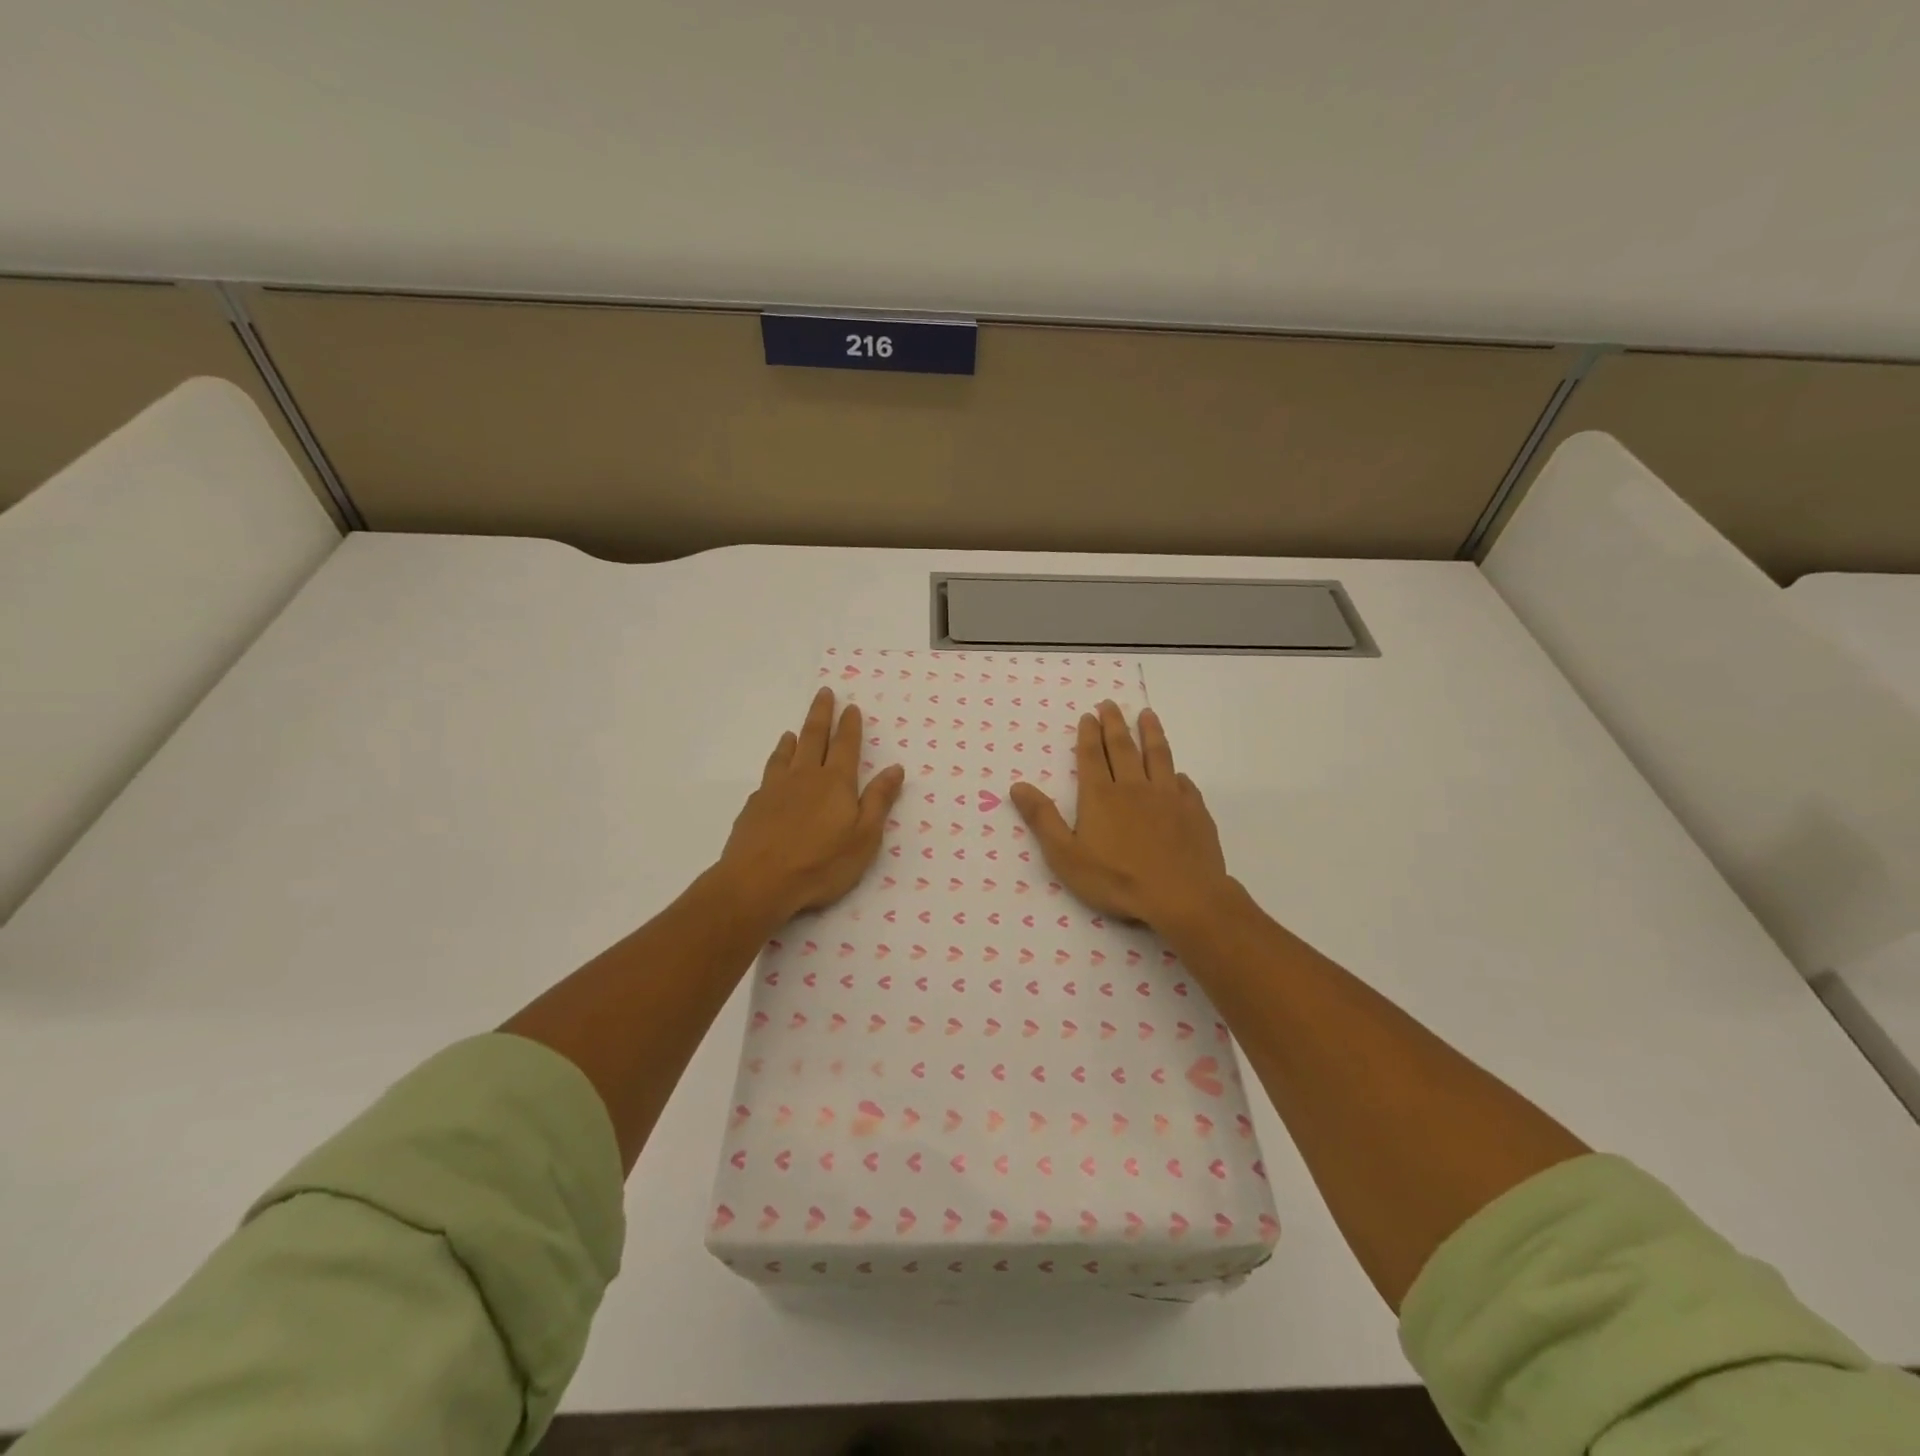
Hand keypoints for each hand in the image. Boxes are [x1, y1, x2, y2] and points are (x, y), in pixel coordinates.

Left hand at [718, 688, 905, 922]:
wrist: (758, 881)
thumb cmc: (821, 864)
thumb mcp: (864, 838)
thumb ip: (878, 801)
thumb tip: (895, 768)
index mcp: (836, 783)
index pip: (847, 746)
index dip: (850, 726)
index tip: (851, 707)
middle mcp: (805, 776)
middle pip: (815, 737)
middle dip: (821, 714)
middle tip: (824, 693)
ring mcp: (776, 788)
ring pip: (787, 754)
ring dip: (794, 738)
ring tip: (794, 730)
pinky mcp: (755, 805)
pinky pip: (768, 774)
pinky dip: (775, 763)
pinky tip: (774, 772)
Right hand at [1010, 702, 1230, 929]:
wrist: (1182, 896)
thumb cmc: (1117, 879)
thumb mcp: (1066, 855)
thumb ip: (1043, 819)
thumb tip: (1018, 786)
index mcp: (1101, 796)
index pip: (1092, 756)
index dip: (1088, 734)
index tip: (1089, 715)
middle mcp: (1134, 787)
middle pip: (1123, 747)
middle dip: (1115, 724)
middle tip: (1111, 704)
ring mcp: (1168, 797)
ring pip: (1158, 756)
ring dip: (1151, 733)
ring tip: (1147, 715)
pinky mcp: (1194, 812)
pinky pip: (1185, 785)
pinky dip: (1178, 774)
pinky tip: (1178, 773)